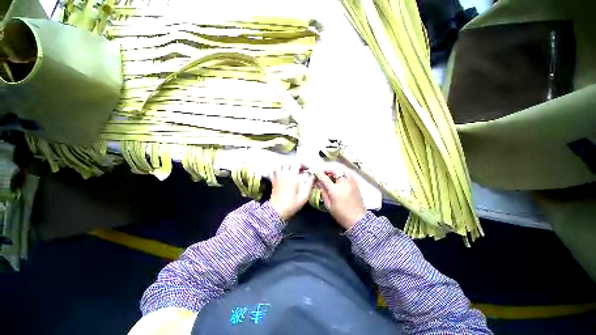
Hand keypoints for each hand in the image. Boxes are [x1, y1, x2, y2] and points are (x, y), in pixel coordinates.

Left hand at [269, 164, 314, 220]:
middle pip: (288, 163)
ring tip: (291, 170)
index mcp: (292, 178)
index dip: (303, 164)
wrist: (276, 211)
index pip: (297, 164)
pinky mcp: (273, 181)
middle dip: (295, 164)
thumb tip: (312, 177)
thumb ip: (309, 185)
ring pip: (279, 165)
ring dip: (286, 165)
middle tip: (300, 169)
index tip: (307, 169)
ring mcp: (277, 178)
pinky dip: (276, 169)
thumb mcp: (303, 197)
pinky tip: (280, 172)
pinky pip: (272, 171)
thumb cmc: (291, 205)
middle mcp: (284, 175)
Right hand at [315, 169, 365, 229]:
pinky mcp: (356, 184)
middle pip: (335, 171)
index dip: (319, 174)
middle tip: (323, 173)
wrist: (357, 220)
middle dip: (328, 170)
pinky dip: (344, 172)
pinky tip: (340, 176)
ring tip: (332, 174)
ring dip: (336, 170)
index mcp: (335, 189)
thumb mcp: (328, 205)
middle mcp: (344, 183)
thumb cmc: (341, 214)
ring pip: (343, 170)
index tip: (315, 172)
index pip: (324, 178)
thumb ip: (323, 192)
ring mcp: (351, 182)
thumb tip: (318, 183)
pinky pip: (350, 173)